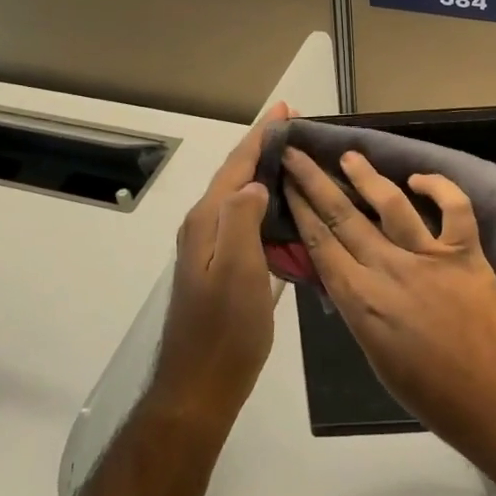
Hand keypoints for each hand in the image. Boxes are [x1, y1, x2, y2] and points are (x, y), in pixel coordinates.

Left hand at [148, 103, 290, 425]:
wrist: (199, 386)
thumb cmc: (225, 329)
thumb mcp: (237, 270)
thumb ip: (241, 219)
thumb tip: (253, 183)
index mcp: (207, 221)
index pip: (236, 165)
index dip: (261, 135)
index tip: (284, 109)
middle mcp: (203, 227)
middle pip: (235, 175)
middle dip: (262, 148)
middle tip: (296, 129)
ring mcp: (209, 248)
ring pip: (239, 197)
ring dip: (264, 174)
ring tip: (294, 160)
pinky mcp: (219, 267)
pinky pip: (244, 220)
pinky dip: (264, 204)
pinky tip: (283, 210)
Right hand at [282, 149, 495, 443]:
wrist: (495, 398)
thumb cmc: (430, 393)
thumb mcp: (374, 354)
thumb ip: (358, 308)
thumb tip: (345, 275)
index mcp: (361, 301)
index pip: (320, 243)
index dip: (300, 210)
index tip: (287, 184)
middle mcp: (389, 270)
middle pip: (343, 216)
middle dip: (315, 182)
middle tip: (297, 155)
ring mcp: (429, 257)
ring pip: (391, 204)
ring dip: (366, 176)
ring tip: (349, 155)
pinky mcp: (466, 252)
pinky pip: (454, 208)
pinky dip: (439, 186)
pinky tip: (419, 178)